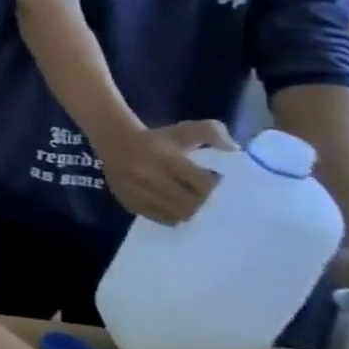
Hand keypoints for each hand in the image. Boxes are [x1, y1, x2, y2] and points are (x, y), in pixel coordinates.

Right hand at [97, 120, 236, 223]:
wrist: (113, 141)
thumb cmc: (156, 138)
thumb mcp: (184, 130)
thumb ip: (213, 132)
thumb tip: (235, 150)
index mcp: (165, 158)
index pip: (204, 184)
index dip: (219, 189)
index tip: (226, 188)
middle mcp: (148, 176)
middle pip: (192, 204)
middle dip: (208, 205)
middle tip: (217, 205)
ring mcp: (136, 191)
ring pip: (177, 214)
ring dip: (193, 214)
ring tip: (200, 209)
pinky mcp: (128, 201)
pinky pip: (160, 218)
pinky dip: (174, 217)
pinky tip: (179, 210)